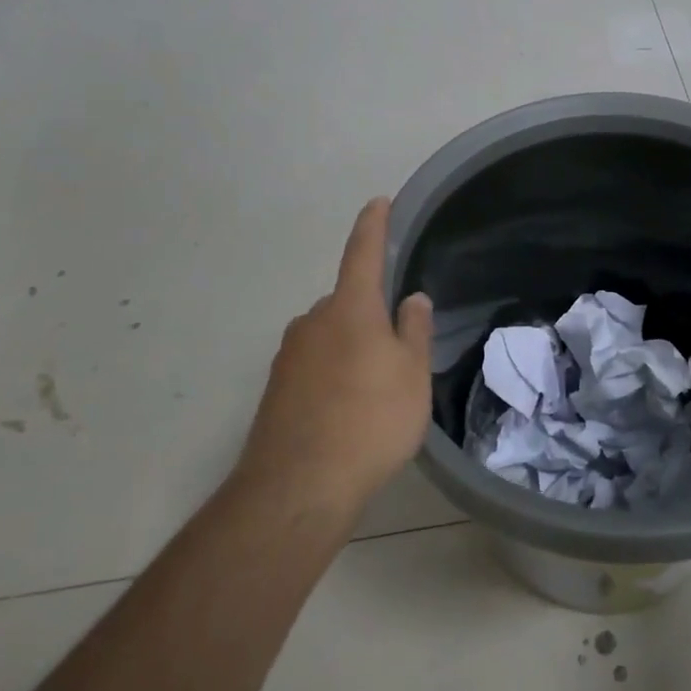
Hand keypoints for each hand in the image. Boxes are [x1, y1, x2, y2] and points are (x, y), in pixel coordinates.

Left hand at [233, 198, 433, 520]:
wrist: (298, 487)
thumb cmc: (370, 420)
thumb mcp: (411, 374)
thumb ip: (414, 330)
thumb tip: (412, 298)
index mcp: (350, 308)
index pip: (363, 253)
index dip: (373, 226)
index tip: (378, 202)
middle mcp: (313, 321)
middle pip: (347, 302)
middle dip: (369, 312)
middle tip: (397, 349)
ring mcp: (289, 355)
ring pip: (329, 336)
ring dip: (350, 347)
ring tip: (374, 389)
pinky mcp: (276, 389)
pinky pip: (313, 365)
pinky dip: (332, 373)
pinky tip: (347, 409)